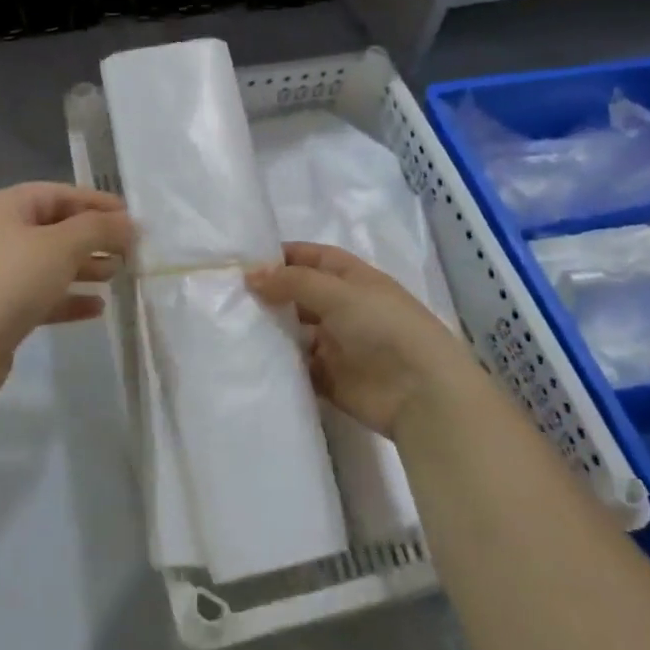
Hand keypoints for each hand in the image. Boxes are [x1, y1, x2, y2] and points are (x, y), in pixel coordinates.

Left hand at [0, 183, 133, 394]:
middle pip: (53, 229)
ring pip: (47, 265)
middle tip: (128, 251)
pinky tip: (97, 309)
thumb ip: (98, 229)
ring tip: (116, 277)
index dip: (96, 203)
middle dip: (92, 238)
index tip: (130, 218)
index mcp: (3, 207)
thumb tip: (128, 223)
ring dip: (84, 268)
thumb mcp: (62, 245)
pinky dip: (67, 299)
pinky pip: (39, 297)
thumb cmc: (11, 280)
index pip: (57, 194)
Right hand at [246, 242, 477, 438]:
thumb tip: (250, 275)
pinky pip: (298, 367)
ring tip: (231, 327)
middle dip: (269, 294)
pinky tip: (249, 360)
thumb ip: (293, 282)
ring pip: (295, 331)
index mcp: (353, 279)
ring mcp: (337, 344)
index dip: (281, 256)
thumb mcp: (338, 293)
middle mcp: (344, 308)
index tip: (242, 261)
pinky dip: (278, 363)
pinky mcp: (330, 378)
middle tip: (228, 297)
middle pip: (300, 295)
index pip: (312, 258)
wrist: (421, 393)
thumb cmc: (384, 327)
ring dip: (271, 329)